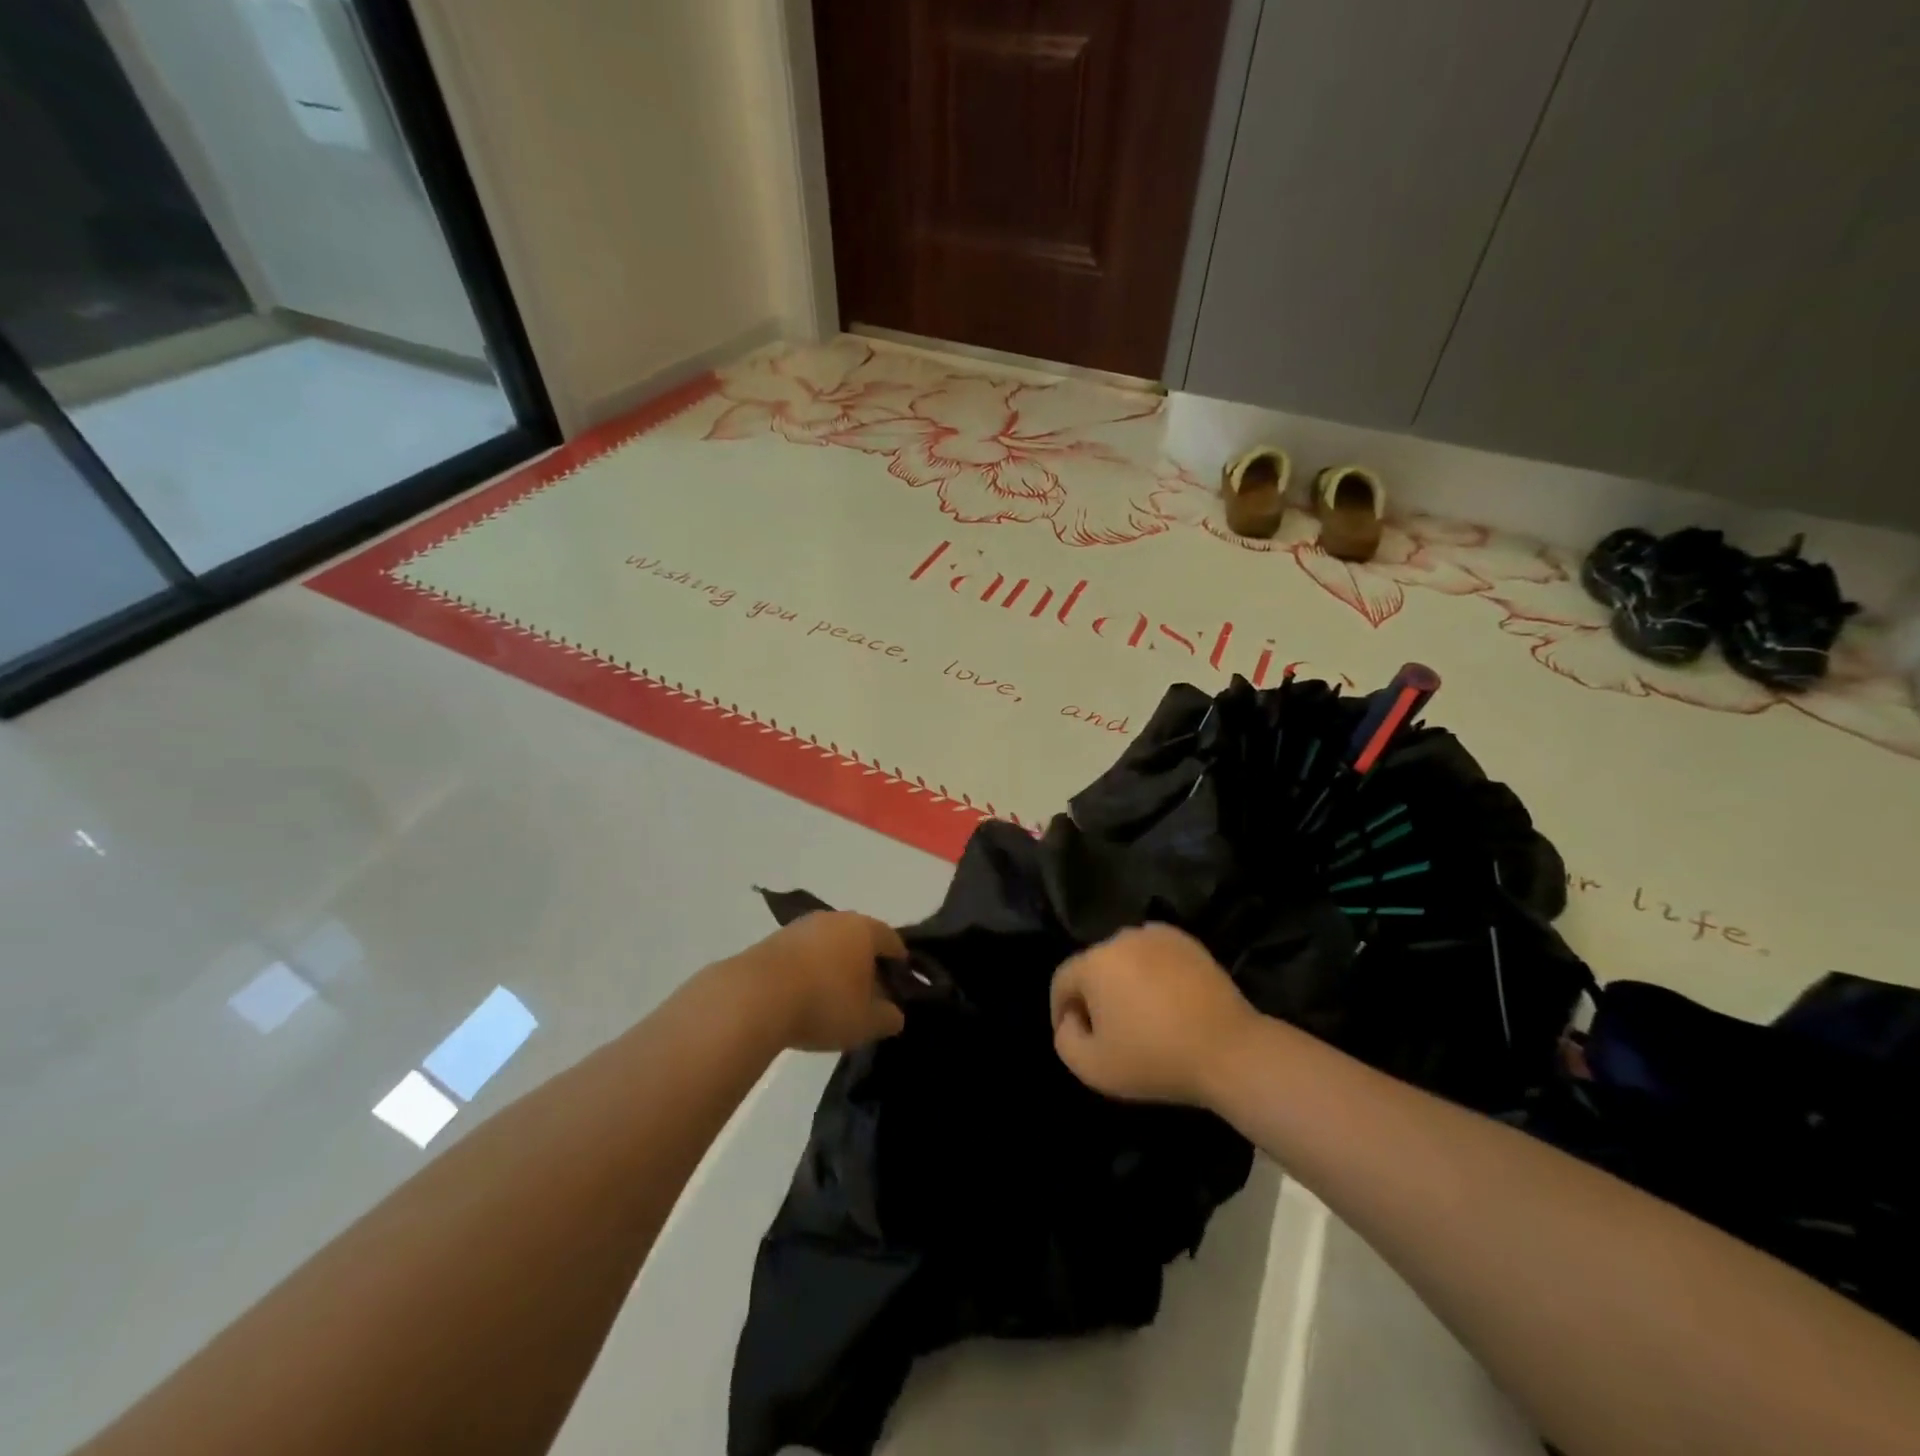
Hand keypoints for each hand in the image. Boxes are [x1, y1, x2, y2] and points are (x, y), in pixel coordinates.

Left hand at [736, 911, 907, 1051]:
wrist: (754, 998)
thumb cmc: (823, 1004)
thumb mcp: (866, 1022)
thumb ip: (888, 1018)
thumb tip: (895, 1014)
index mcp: (864, 930)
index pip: (892, 939)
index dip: (899, 961)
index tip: (900, 981)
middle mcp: (835, 919)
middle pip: (859, 938)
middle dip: (865, 962)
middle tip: (869, 992)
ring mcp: (801, 926)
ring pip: (828, 944)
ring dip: (834, 965)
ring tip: (833, 996)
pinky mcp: (773, 940)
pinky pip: (802, 954)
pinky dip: (809, 970)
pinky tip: (804, 995)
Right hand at [1049, 923, 1256, 1106]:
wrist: (1229, 1051)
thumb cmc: (1155, 1060)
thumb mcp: (1093, 1068)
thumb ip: (1065, 1039)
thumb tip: (1074, 1017)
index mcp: (1094, 962)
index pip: (1062, 980)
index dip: (1060, 1009)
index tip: (1075, 1035)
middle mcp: (1120, 938)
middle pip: (1093, 967)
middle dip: (1094, 995)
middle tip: (1109, 1029)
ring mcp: (1156, 935)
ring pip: (1124, 958)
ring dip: (1123, 981)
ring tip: (1141, 1014)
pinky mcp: (1186, 941)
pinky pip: (1154, 954)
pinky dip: (1152, 972)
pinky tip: (1166, 1000)